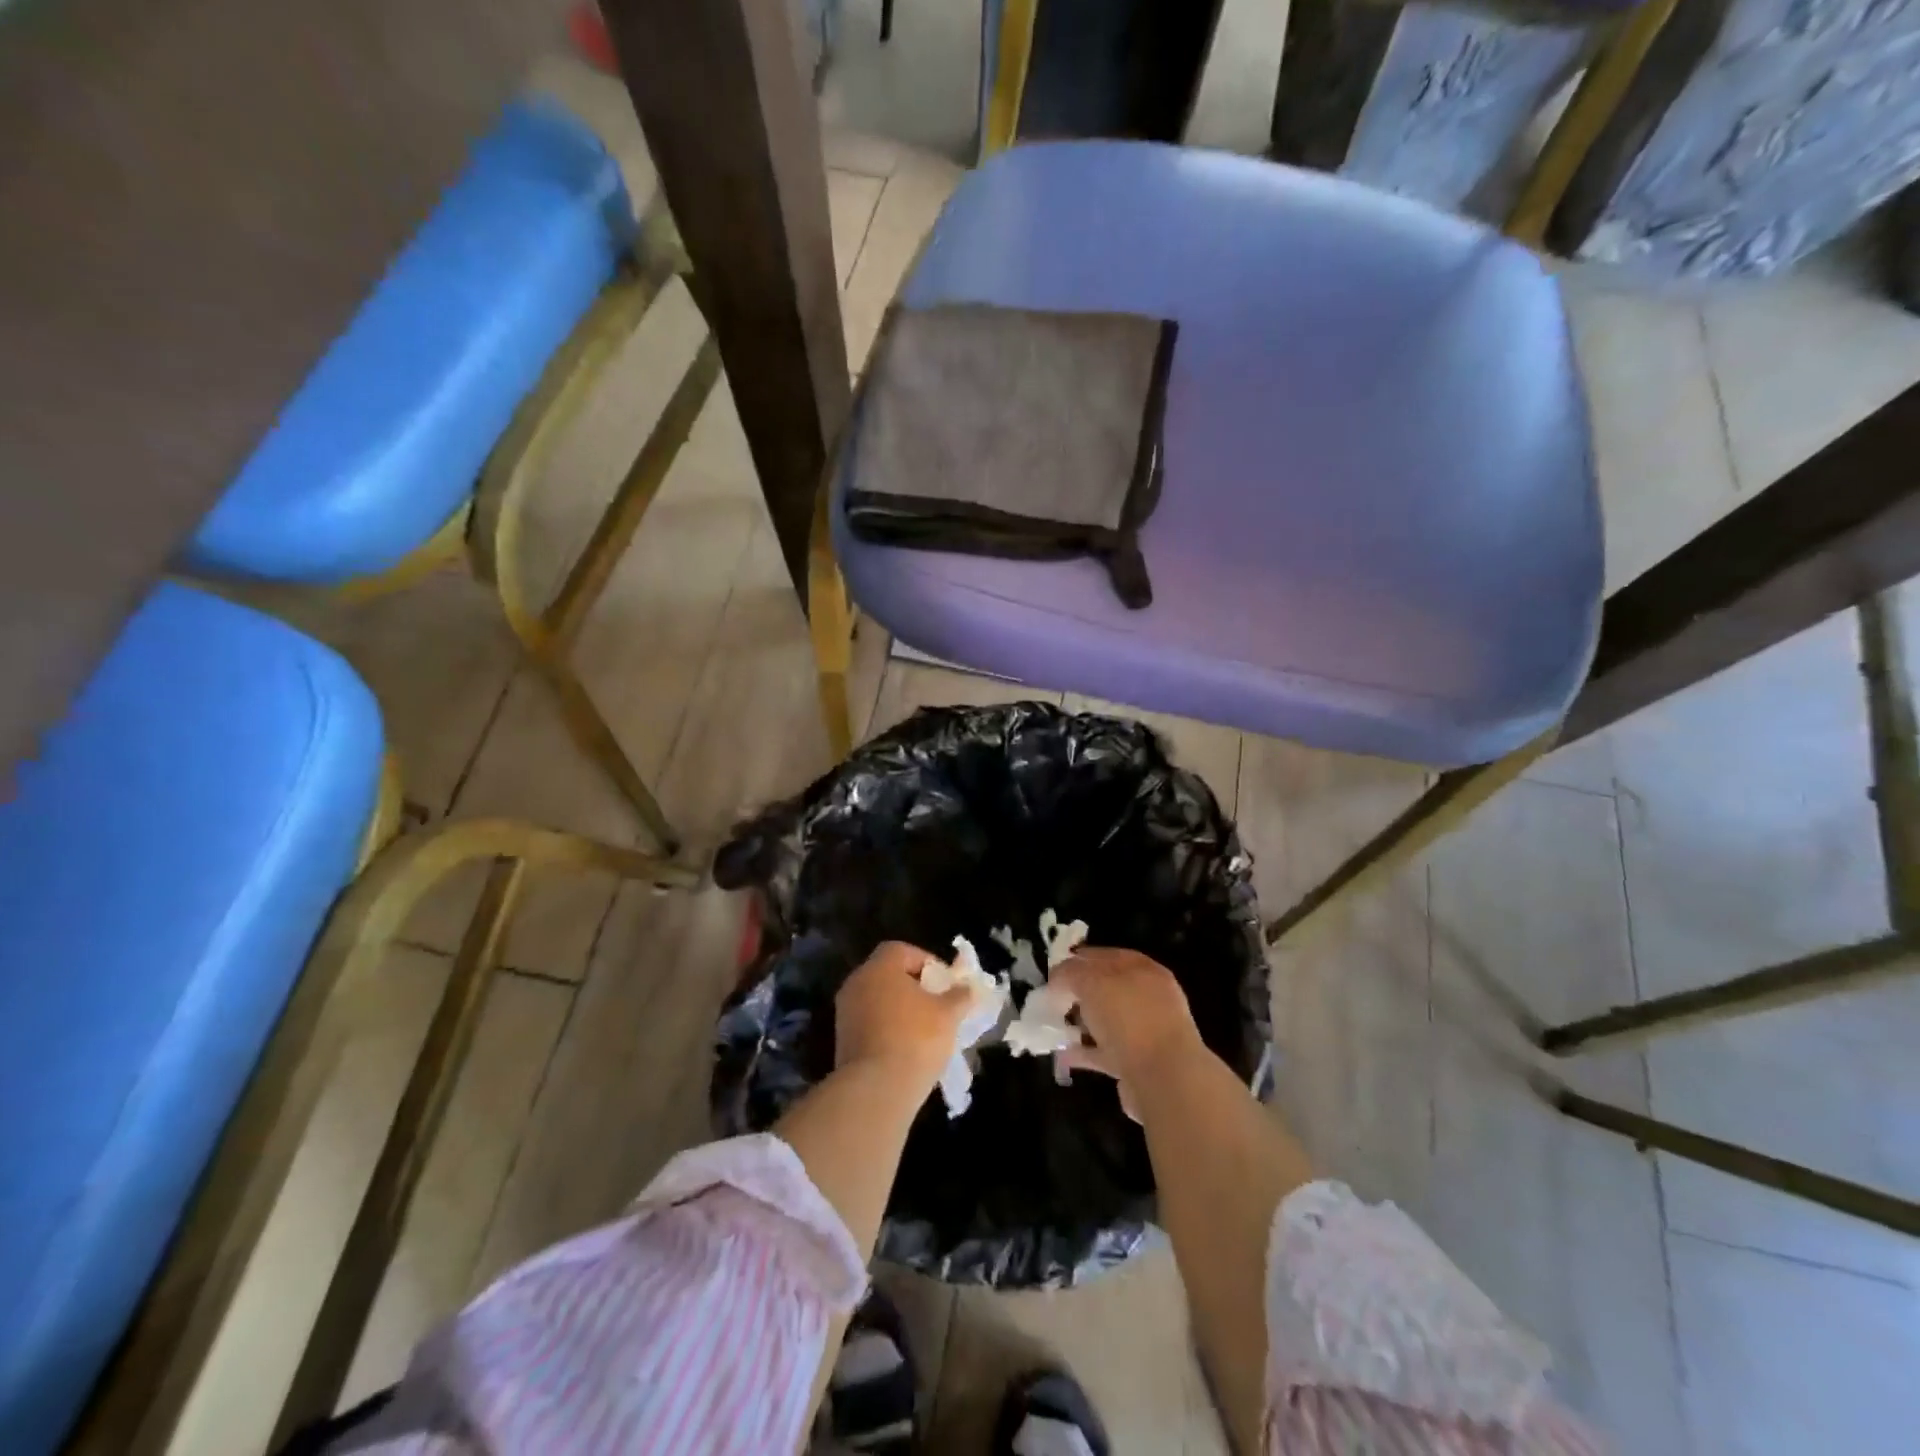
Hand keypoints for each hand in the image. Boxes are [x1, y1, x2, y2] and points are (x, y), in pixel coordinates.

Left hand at [835, 940, 978, 1095]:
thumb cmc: (916, 1039)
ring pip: (878, 1001)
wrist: (876, 1089)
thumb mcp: (948, 1014)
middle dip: (914, 987)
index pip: (901, 950)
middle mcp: (857, 983)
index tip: (945, 983)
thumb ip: (960, 996)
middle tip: (938, 1005)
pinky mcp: (842, 1041)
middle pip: (888, 975)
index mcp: (879, 968)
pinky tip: (907, 1049)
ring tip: (926, 1030)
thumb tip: (967, 988)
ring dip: (900, 1010)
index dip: (926, 962)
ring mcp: (845, 1013)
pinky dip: (888, 1030)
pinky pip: (870, 1024)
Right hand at [1050, 947, 1207, 1120]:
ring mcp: (1145, 1032)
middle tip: (1051, 1000)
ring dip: (1081, 1023)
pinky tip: (1063, 1054)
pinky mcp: (1138, 1064)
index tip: (1053, 973)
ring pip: (1106, 1021)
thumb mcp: (1092, 982)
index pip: (1106, 956)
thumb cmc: (1129, 1018)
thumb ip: (1070, 973)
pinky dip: (1084, 1052)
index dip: (1078, 961)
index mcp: (1143, 970)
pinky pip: (1105, 1052)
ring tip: (1054, 1026)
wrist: (1164, 1080)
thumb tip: (1059, 980)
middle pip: (1106, 989)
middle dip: (1078, 993)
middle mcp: (1148, 998)